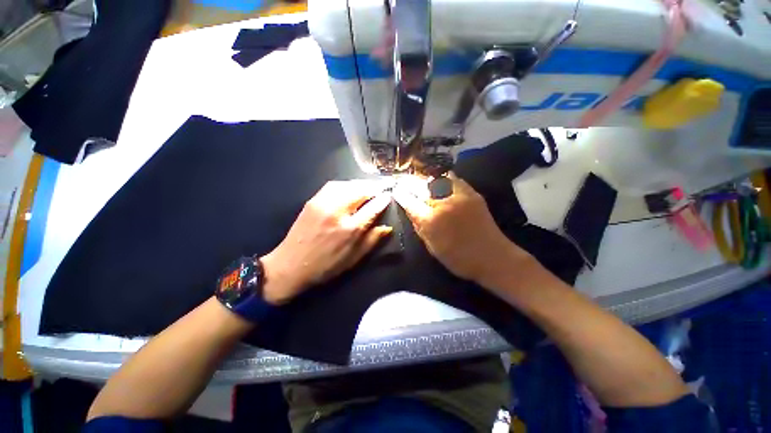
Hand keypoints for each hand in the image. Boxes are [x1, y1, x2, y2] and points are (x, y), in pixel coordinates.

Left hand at [261, 180, 392, 304]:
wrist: (291, 265)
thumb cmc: (326, 266)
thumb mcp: (354, 258)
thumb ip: (372, 240)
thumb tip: (387, 227)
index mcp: (350, 229)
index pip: (373, 207)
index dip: (383, 199)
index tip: (389, 195)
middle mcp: (338, 211)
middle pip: (361, 190)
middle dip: (374, 187)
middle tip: (381, 188)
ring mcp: (323, 203)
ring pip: (347, 184)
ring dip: (361, 184)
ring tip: (368, 187)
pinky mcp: (313, 200)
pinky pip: (333, 185)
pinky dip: (346, 184)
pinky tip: (350, 188)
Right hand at [393, 174, 529, 288]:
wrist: (492, 256)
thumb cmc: (458, 258)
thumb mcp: (432, 247)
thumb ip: (419, 227)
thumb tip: (411, 211)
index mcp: (430, 220)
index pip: (409, 201)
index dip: (400, 194)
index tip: (396, 190)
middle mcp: (442, 204)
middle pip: (421, 186)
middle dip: (410, 183)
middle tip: (404, 182)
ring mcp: (458, 196)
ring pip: (436, 179)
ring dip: (425, 179)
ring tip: (420, 180)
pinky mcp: (471, 193)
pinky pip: (453, 179)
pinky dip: (443, 179)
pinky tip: (439, 181)